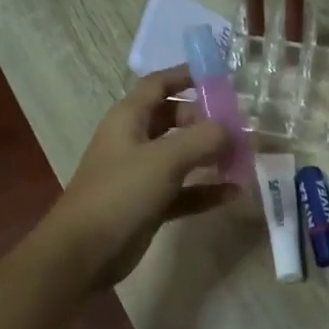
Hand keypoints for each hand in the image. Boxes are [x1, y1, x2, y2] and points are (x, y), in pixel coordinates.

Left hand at [44, 68, 239, 287]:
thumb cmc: (120, 193)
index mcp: (129, 118)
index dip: (186, 75)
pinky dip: (206, 189)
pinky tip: (234, 192)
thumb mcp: (164, 159)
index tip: (222, 77)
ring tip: (245, 156)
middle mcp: (135, 141)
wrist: (83, 253)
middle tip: (241, 124)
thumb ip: (202, 138)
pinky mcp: (149, 204)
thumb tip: (231, 128)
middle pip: (175, 118)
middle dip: (207, 119)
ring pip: (182, 155)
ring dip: (210, 155)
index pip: (159, 84)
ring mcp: (141, 174)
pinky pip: (184, 190)